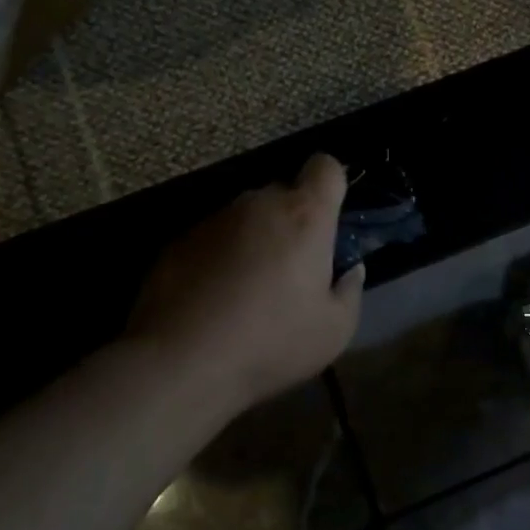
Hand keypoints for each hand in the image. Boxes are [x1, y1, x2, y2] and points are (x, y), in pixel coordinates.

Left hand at [128, 154, 363, 414]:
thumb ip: (349, 291)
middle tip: (291, 269)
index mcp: (304, 215)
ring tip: (247, 291)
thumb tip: (349, 270)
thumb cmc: (271, 342)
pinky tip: (212, 300)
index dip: (331, 184)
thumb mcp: (334, 331)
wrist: (181, 362)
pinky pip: (213, 237)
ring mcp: (215, 218)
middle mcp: (259, 204)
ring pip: (246, 216)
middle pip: (284, 193)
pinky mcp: (179, 239)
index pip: (326, 167)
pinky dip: (219, 257)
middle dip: (291, 221)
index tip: (329, 218)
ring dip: (254, 240)